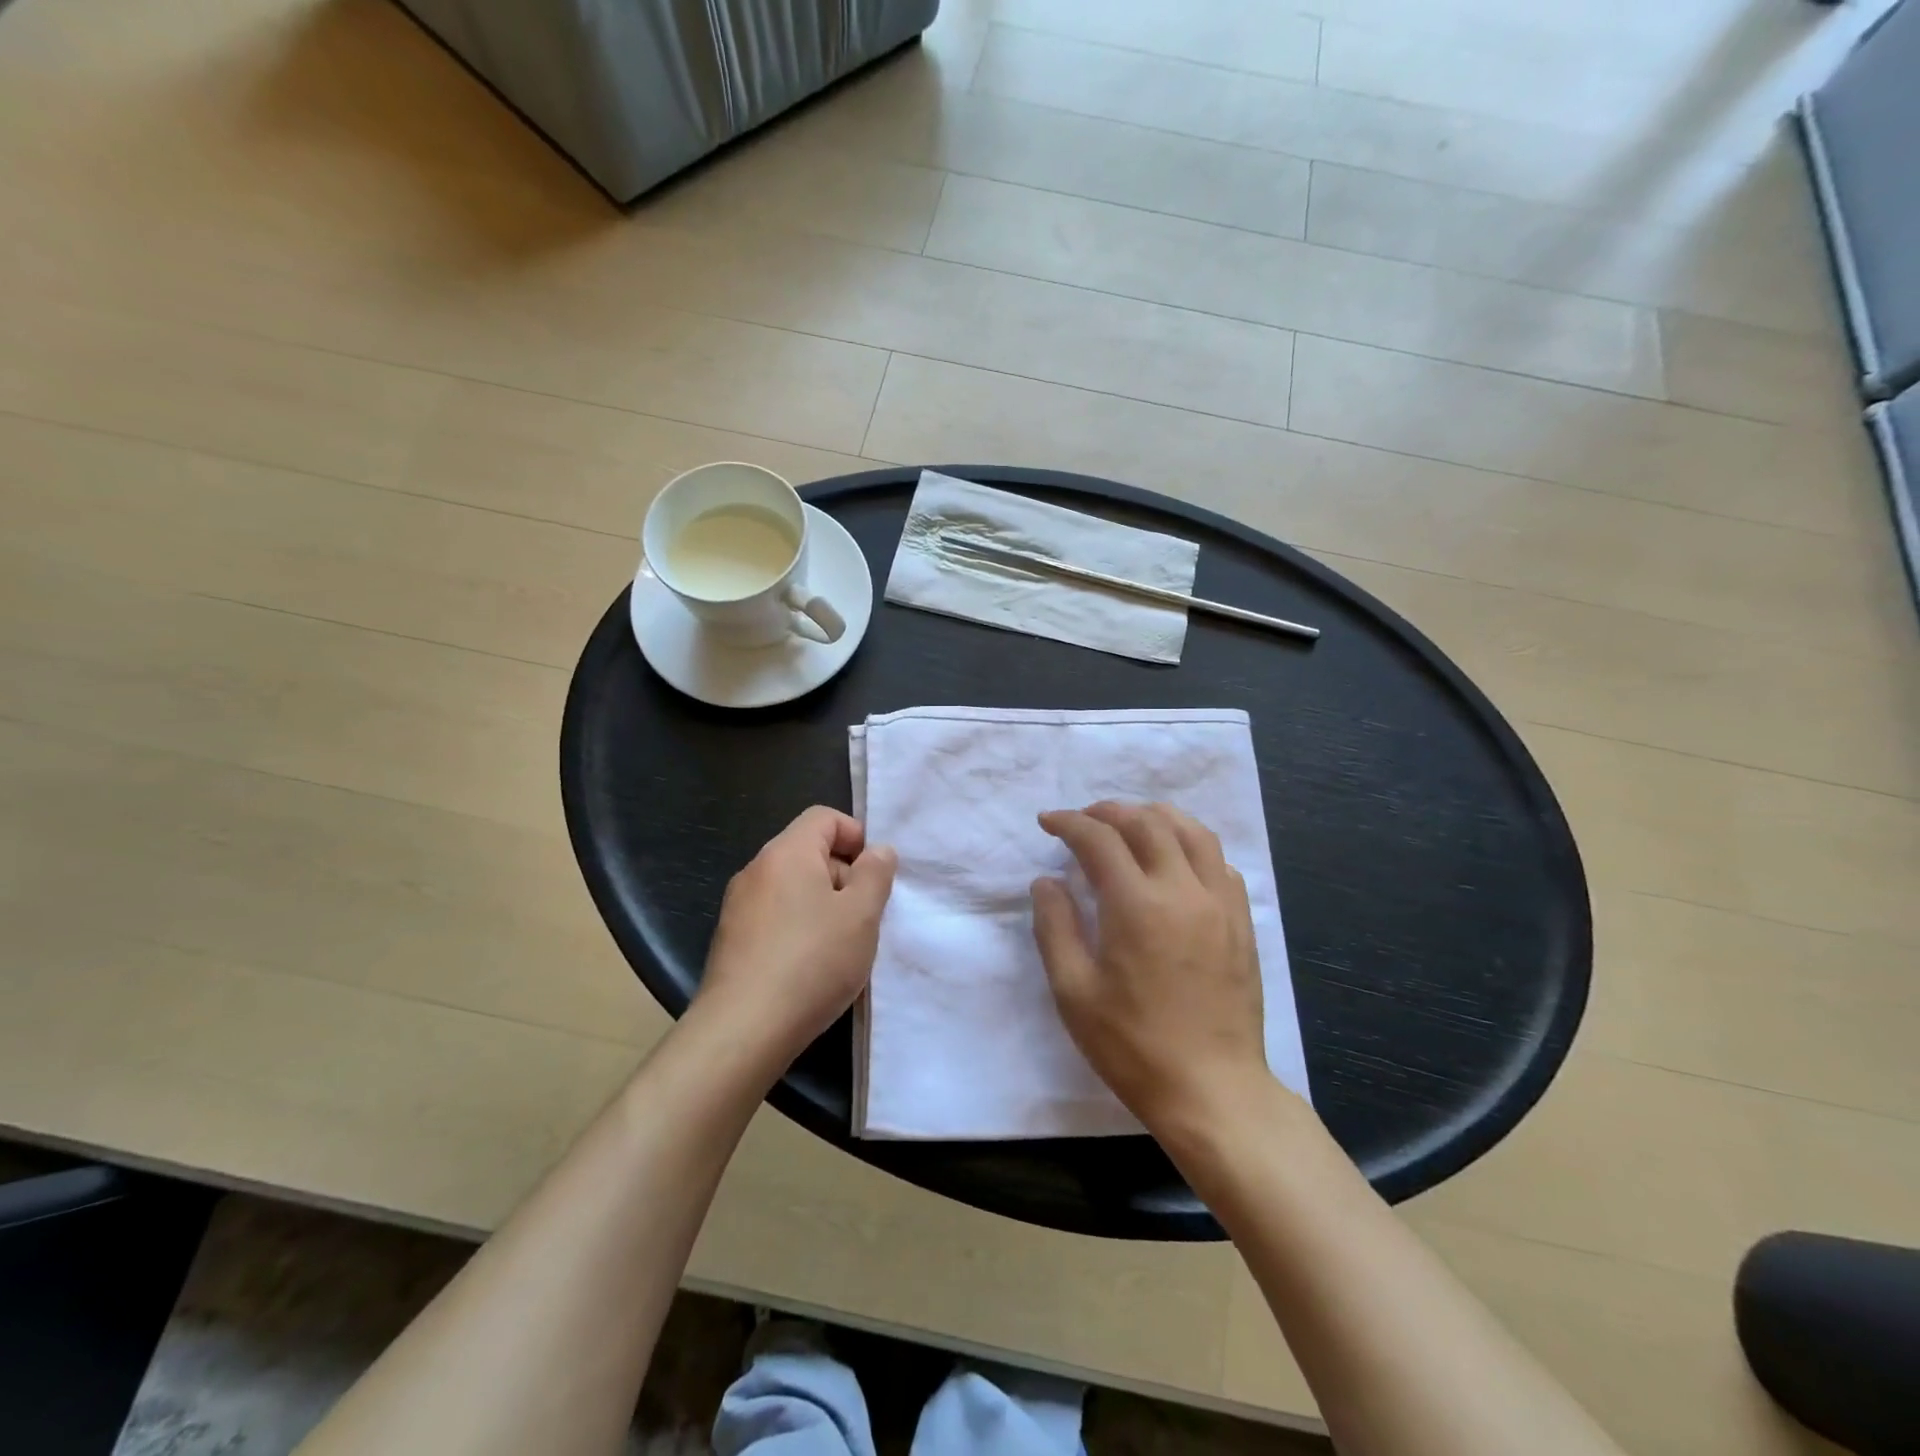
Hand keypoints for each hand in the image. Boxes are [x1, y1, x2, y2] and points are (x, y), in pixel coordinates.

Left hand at [695, 806, 896, 1068]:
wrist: (742, 1030)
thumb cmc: (811, 962)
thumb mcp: (861, 915)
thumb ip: (876, 874)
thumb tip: (878, 851)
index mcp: (787, 853)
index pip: (824, 817)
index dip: (857, 836)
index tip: (876, 875)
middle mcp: (757, 870)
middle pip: (809, 852)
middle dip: (844, 875)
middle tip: (866, 916)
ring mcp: (738, 906)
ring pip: (794, 888)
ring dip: (824, 906)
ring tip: (843, 946)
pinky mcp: (731, 940)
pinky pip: (776, 917)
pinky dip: (799, 928)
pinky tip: (812, 967)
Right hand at [1031, 802, 1269, 1134]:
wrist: (1211, 1090)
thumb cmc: (1132, 1046)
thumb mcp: (1073, 992)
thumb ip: (1055, 927)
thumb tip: (1047, 882)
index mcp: (1136, 904)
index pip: (1099, 839)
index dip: (1069, 823)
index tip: (1048, 822)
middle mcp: (1182, 889)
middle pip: (1147, 823)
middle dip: (1108, 811)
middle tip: (1083, 820)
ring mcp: (1219, 903)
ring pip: (1192, 831)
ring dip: (1155, 817)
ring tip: (1130, 824)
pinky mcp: (1241, 921)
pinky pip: (1219, 861)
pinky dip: (1191, 845)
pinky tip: (1175, 861)